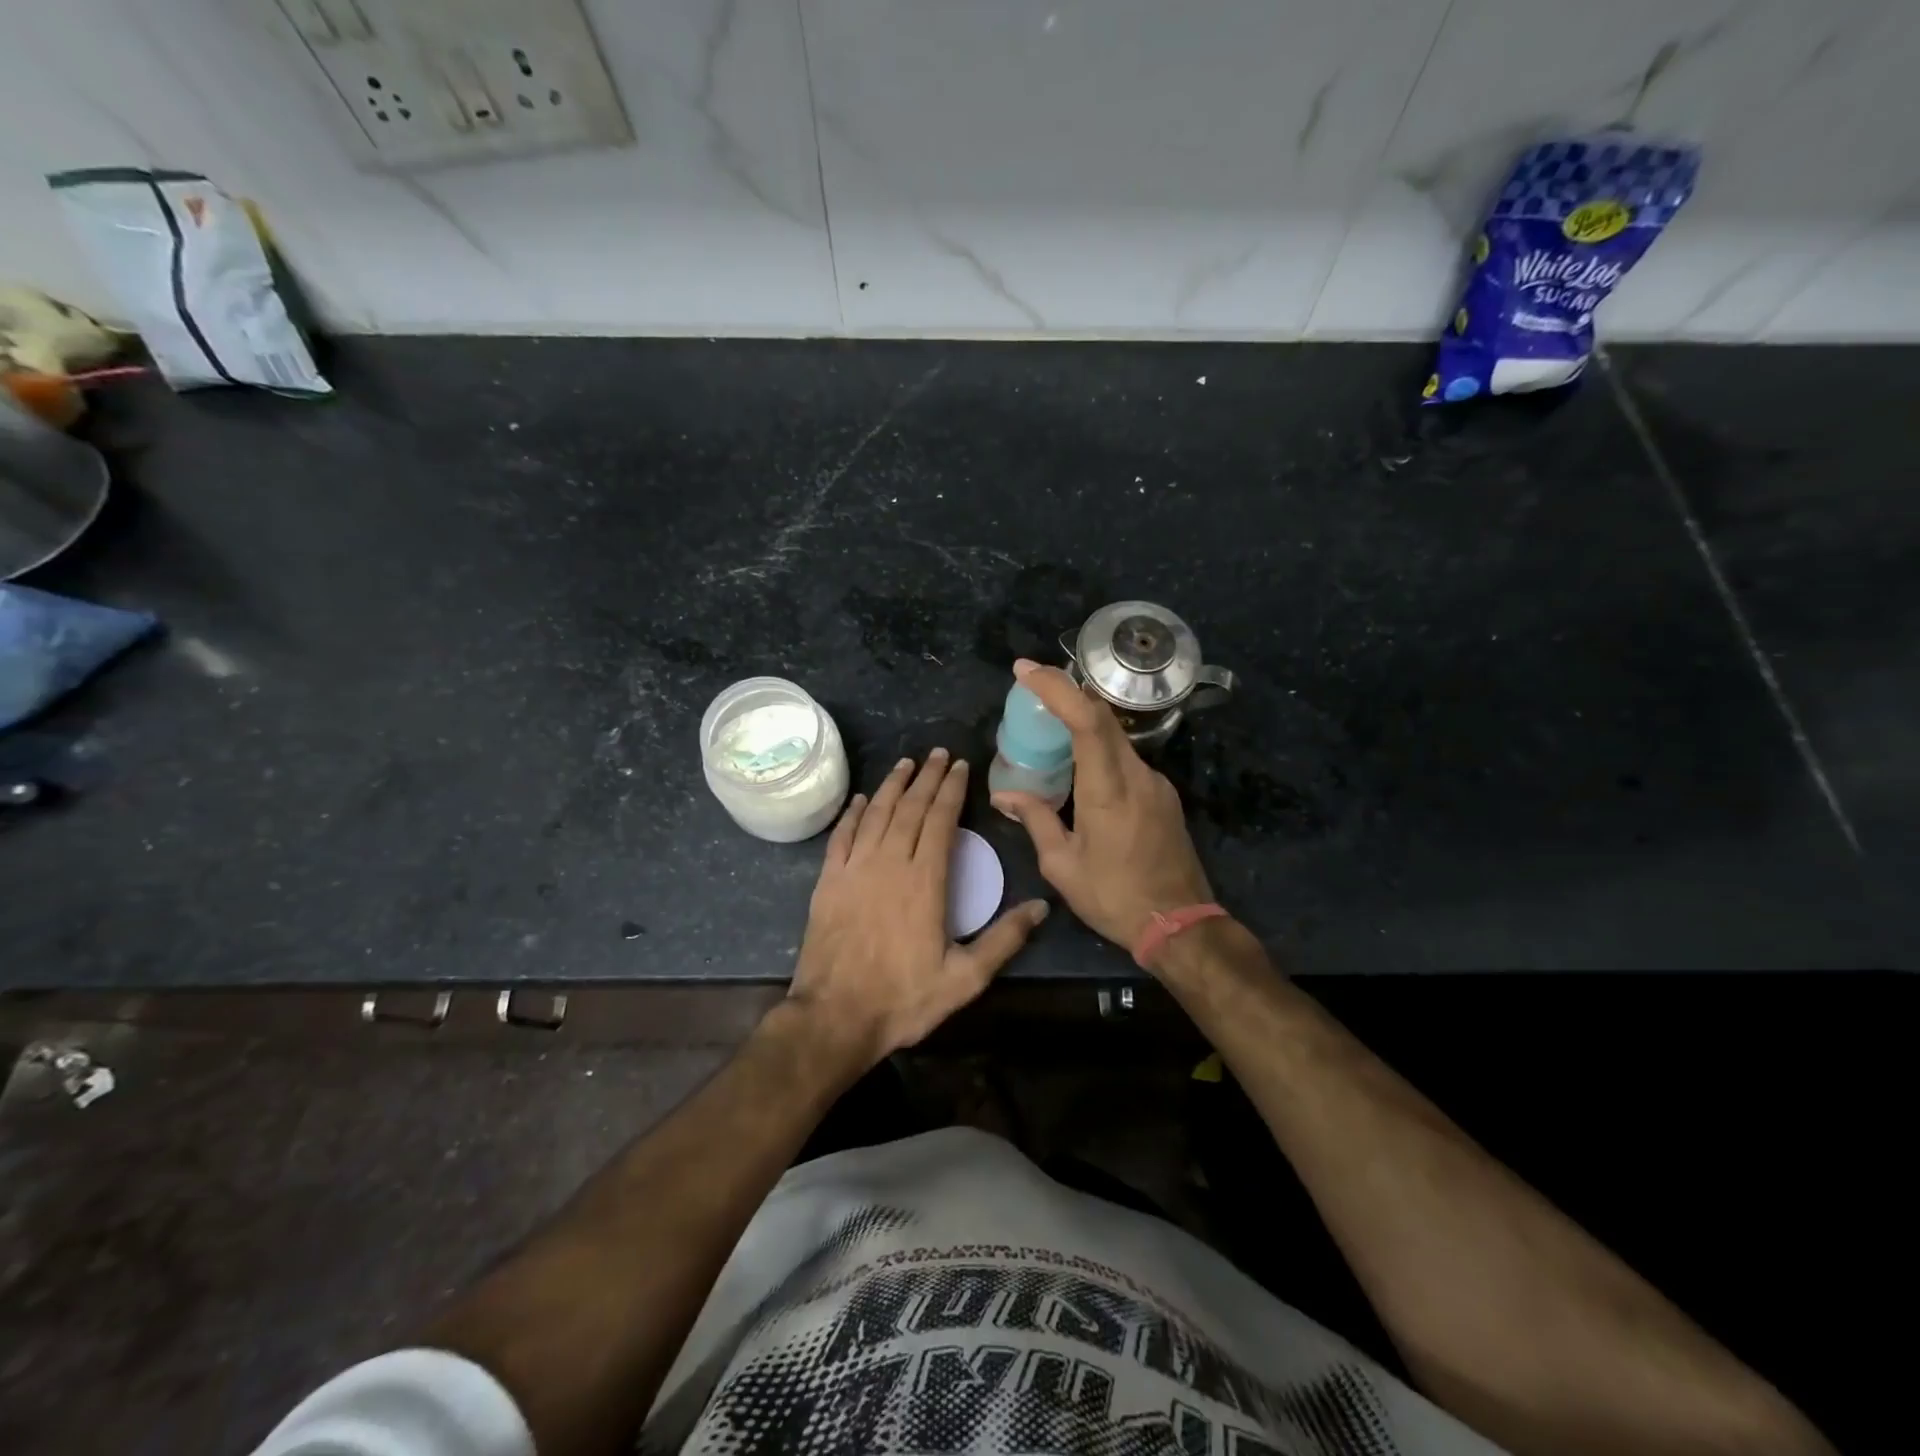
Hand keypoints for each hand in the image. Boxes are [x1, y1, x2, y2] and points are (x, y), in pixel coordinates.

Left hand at [787, 749, 1048, 1067]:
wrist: (834, 1017)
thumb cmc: (903, 998)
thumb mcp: (964, 978)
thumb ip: (1004, 940)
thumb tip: (1042, 906)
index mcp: (925, 880)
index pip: (941, 820)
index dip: (952, 790)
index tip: (960, 767)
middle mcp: (890, 863)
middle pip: (911, 808)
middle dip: (927, 777)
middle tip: (938, 753)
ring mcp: (855, 869)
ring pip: (877, 814)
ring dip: (893, 785)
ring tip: (906, 763)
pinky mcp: (828, 881)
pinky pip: (842, 836)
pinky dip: (853, 813)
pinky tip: (861, 799)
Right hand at [991, 659, 1212, 959]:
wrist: (1180, 925)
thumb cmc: (1114, 897)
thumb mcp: (1063, 865)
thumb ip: (1035, 820)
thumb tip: (1005, 796)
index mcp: (1108, 789)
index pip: (1086, 720)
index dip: (1056, 688)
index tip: (1025, 670)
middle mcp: (1137, 776)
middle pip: (1103, 718)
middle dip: (1066, 693)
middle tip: (1030, 686)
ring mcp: (1156, 784)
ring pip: (1116, 738)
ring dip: (1083, 723)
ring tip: (1048, 728)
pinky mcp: (1163, 796)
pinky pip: (1126, 759)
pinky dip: (1099, 749)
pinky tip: (1079, 768)